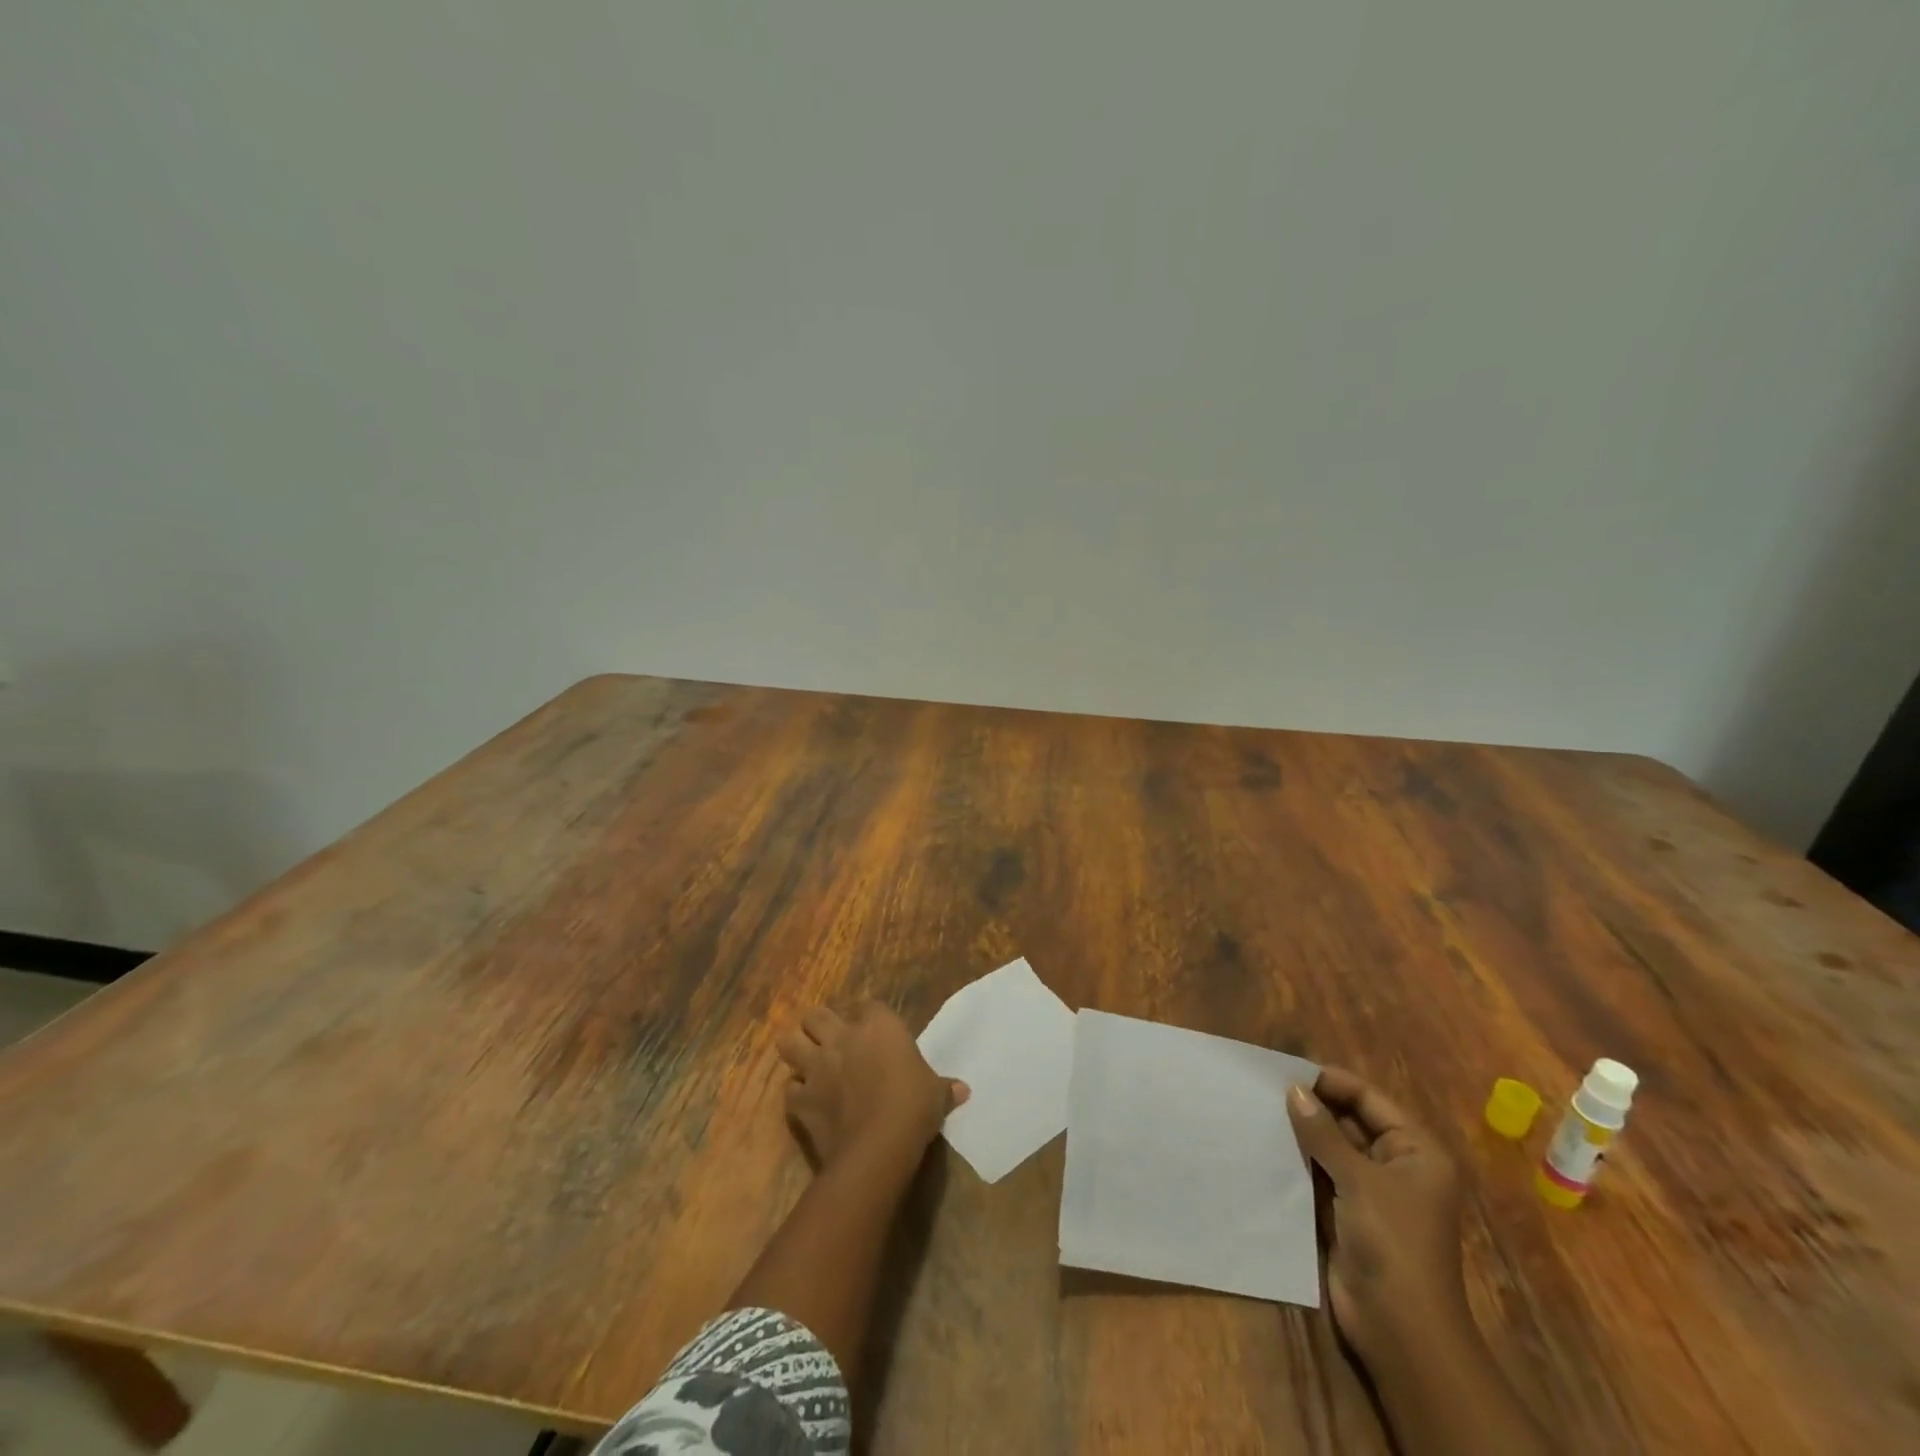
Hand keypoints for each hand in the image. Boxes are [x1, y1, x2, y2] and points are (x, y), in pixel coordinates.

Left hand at [778, 1001, 968, 1167]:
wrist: (878, 1146)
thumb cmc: (913, 1107)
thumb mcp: (936, 1094)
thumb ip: (944, 1087)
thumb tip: (963, 1091)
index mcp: (878, 1027)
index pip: (868, 1006)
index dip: (868, 1018)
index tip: (873, 1032)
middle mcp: (842, 1038)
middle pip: (817, 1015)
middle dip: (819, 1025)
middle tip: (830, 1041)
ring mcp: (816, 1067)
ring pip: (789, 1042)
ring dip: (796, 1049)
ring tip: (807, 1061)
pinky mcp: (800, 1099)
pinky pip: (789, 1089)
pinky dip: (796, 1093)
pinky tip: (806, 1101)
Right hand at [1287, 1066, 1465, 1363]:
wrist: (1399, 1329)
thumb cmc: (1392, 1243)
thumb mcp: (1358, 1179)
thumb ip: (1323, 1132)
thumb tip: (1293, 1090)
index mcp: (1416, 1151)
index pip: (1369, 1099)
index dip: (1331, 1082)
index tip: (1286, 1070)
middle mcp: (1397, 1165)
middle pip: (1351, 1120)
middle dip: (1313, 1106)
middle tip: (1265, 1088)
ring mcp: (1371, 1191)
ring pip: (1332, 1147)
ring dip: (1302, 1132)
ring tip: (1259, 1110)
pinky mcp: (1347, 1212)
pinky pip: (1321, 1173)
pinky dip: (1298, 1159)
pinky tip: (1266, 1144)